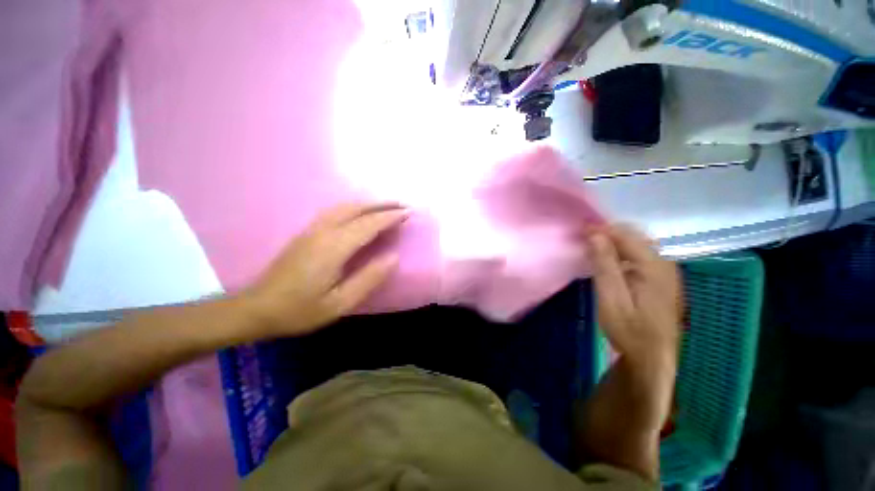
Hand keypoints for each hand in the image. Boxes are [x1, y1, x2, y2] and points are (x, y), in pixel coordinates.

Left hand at [242, 202, 406, 337]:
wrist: (256, 308)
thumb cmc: (300, 310)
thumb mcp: (340, 303)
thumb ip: (369, 279)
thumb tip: (394, 258)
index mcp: (334, 247)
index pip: (369, 224)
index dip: (390, 217)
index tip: (408, 213)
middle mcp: (323, 231)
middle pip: (357, 208)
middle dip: (382, 204)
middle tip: (402, 206)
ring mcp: (312, 229)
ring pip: (345, 206)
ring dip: (369, 204)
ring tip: (387, 207)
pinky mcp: (307, 232)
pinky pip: (336, 211)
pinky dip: (355, 207)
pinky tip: (361, 214)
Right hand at [587, 224, 681, 370]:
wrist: (652, 358)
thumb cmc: (629, 330)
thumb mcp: (611, 298)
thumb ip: (605, 264)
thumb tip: (595, 234)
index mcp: (653, 266)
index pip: (625, 235)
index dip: (600, 229)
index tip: (579, 229)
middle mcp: (664, 263)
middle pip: (634, 236)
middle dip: (607, 233)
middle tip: (583, 238)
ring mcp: (665, 271)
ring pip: (637, 244)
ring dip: (614, 241)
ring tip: (591, 246)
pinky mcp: (661, 279)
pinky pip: (639, 255)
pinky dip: (621, 252)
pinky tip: (608, 261)